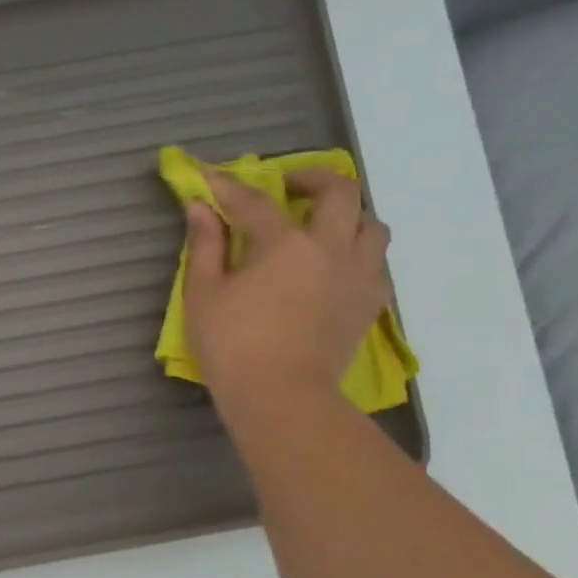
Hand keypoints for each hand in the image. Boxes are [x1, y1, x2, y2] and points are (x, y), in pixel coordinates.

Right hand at [182, 168, 392, 420]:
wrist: (282, 398)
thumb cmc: (232, 345)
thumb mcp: (202, 294)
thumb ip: (204, 245)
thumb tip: (200, 207)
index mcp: (285, 243)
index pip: (255, 201)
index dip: (229, 187)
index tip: (211, 178)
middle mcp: (331, 248)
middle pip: (339, 192)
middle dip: (312, 179)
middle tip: (288, 188)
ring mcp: (359, 276)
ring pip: (371, 226)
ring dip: (347, 216)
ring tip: (321, 227)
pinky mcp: (369, 305)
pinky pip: (377, 264)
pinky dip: (358, 254)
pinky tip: (335, 267)